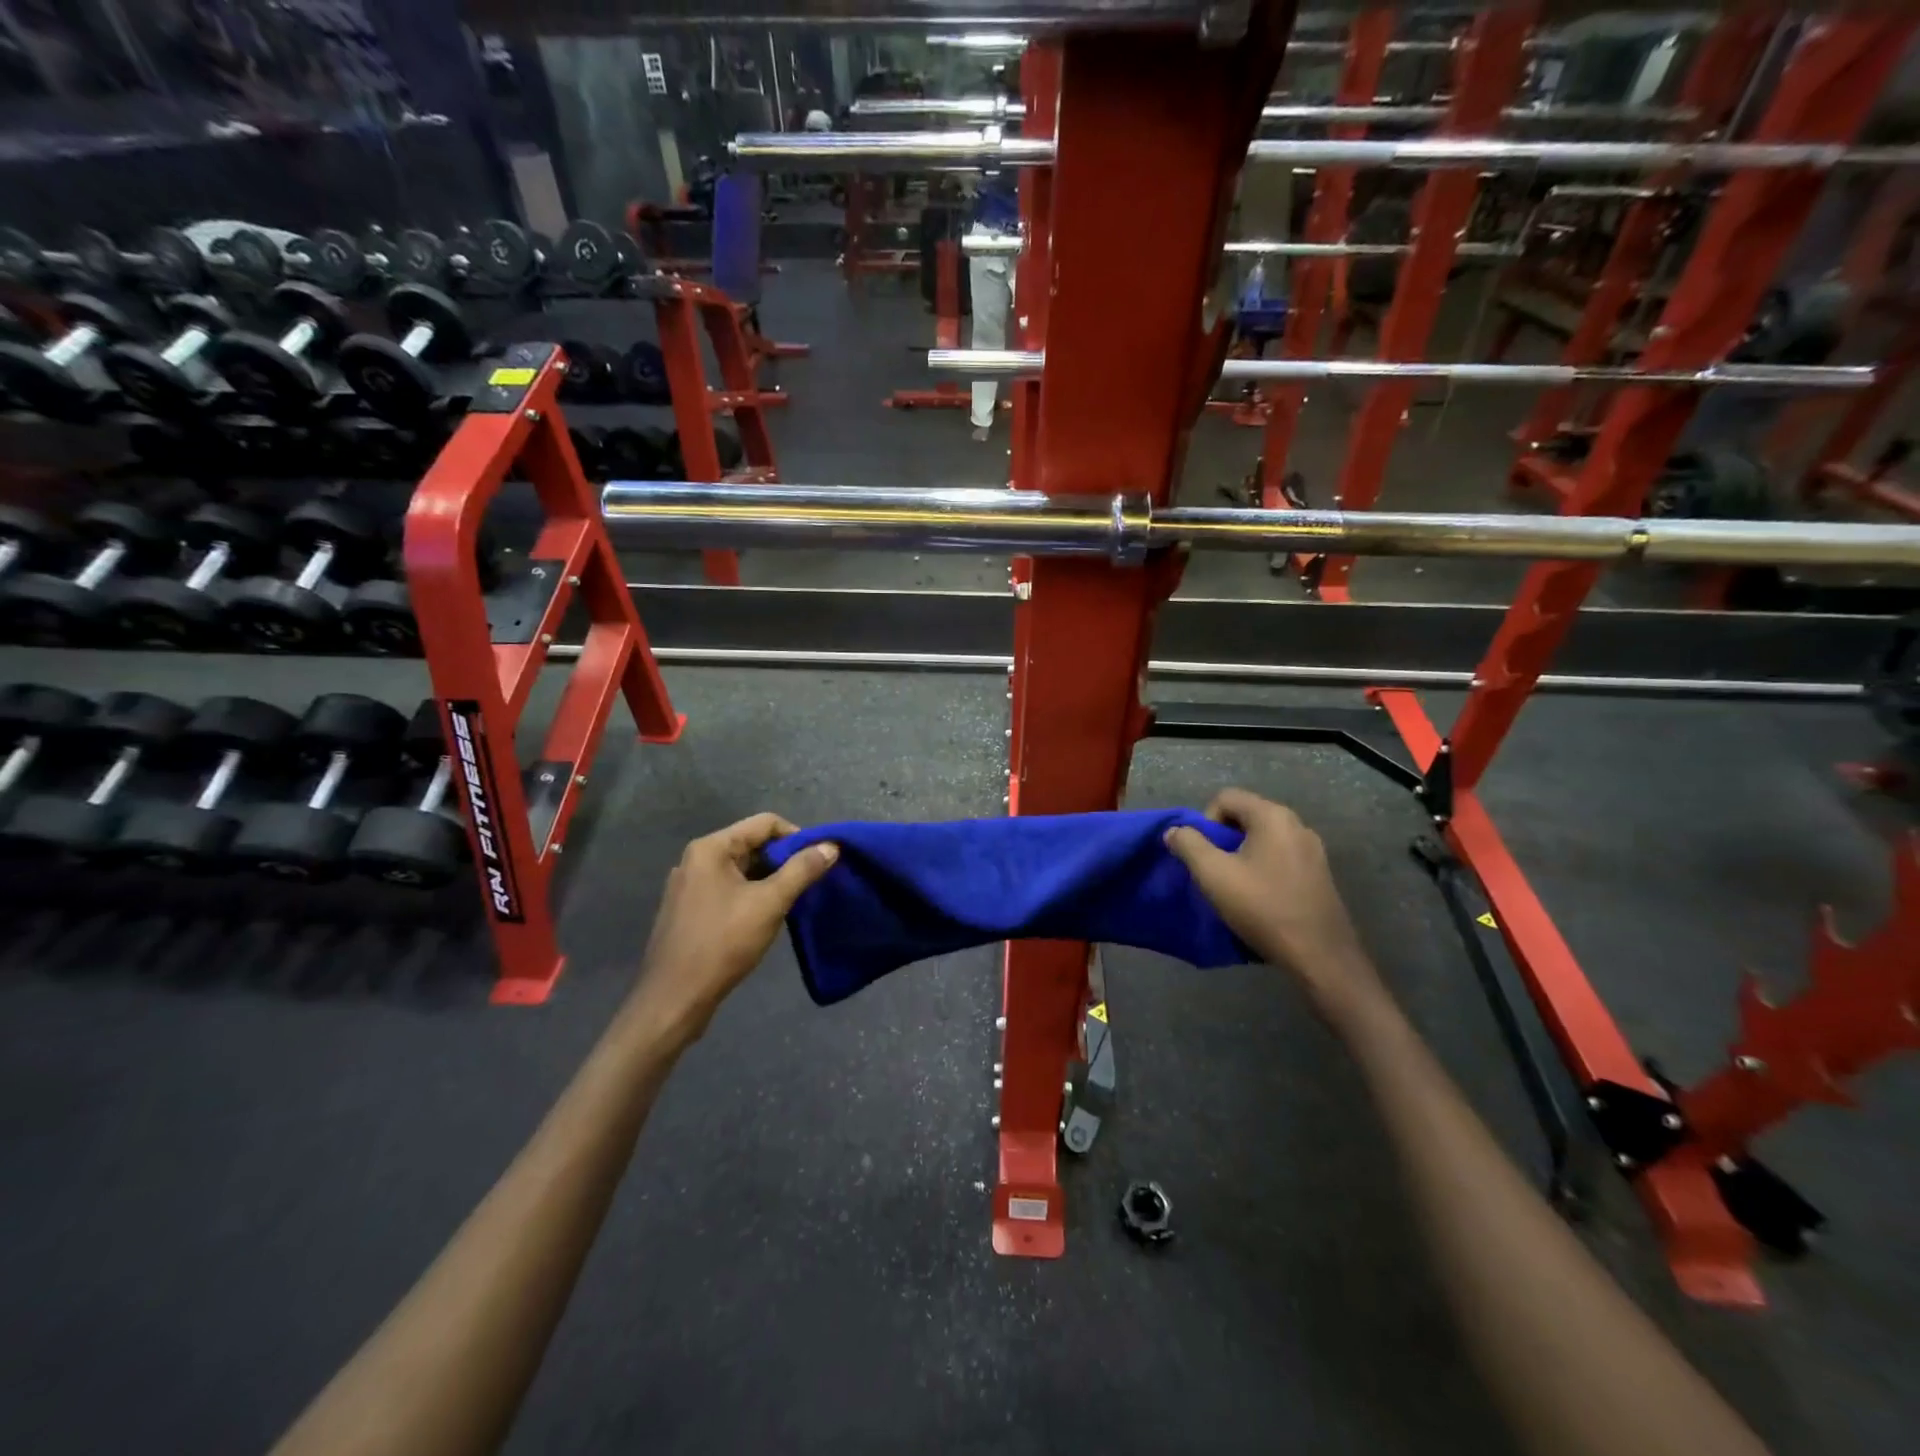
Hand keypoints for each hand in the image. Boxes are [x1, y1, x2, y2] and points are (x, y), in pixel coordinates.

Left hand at [627, 813, 837, 1042]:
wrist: (674, 999)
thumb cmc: (722, 944)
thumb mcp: (770, 903)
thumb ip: (802, 870)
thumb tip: (831, 846)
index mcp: (710, 849)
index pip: (765, 823)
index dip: (797, 837)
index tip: (818, 861)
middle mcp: (696, 860)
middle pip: (752, 844)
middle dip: (784, 860)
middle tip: (809, 884)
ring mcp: (689, 887)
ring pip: (741, 870)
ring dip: (769, 880)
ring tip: (792, 903)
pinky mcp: (689, 911)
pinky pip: (728, 890)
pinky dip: (751, 896)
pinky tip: (765, 919)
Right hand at [1165, 789, 1385, 1019]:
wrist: (1320, 955)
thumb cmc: (1263, 908)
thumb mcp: (1213, 875)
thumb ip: (1188, 845)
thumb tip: (1175, 831)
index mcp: (1272, 816)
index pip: (1226, 797)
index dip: (1205, 821)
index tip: (1204, 855)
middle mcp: (1296, 823)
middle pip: (1245, 815)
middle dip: (1222, 839)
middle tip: (1215, 871)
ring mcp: (1312, 849)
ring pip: (1262, 838)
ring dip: (1241, 855)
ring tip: (1235, 887)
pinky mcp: (1319, 872)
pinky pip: (1280, 856)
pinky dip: (1262, 867)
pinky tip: (1259, 897)